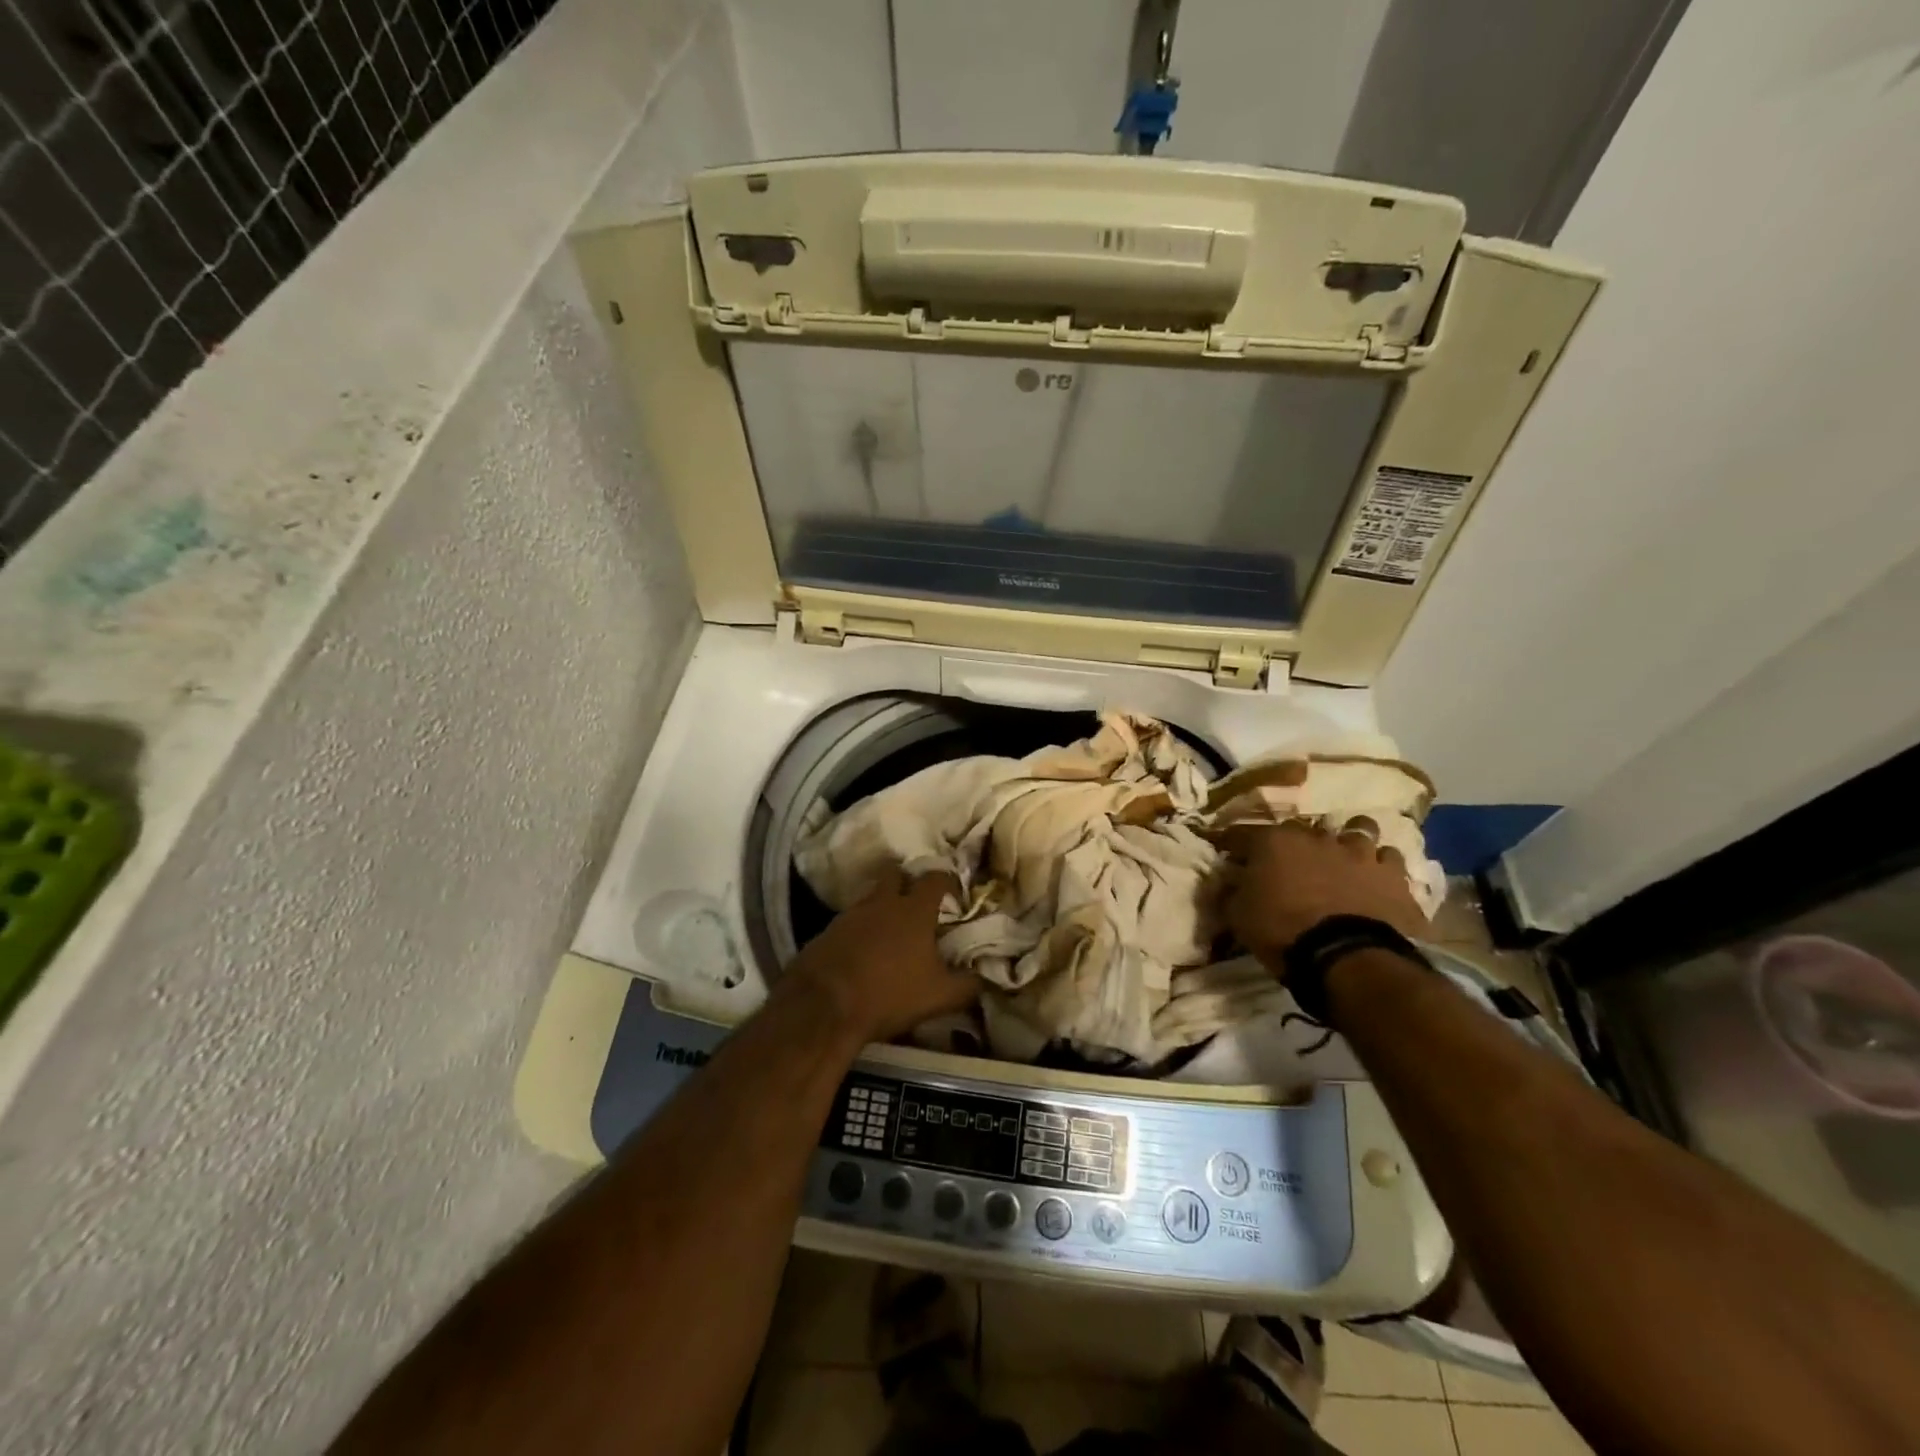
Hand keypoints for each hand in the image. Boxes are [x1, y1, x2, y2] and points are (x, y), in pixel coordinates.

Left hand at [783, 869, 977, 1045]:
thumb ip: (967, 985)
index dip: (947, 881)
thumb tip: (984, 978)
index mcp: (914, 910)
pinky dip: (860, 929)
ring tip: (891, 930)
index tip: (954, 893)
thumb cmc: (889, 994)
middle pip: (896, 874)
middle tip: (917, 901)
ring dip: (882, 907)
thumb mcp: (939, 996)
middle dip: (907, 882)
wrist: (824, 1006)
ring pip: (871, 897)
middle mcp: (882, 902)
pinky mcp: (827, 931)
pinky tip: (864, 951)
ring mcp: (850, 914)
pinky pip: (850, 920)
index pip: (935, 878)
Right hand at [1220, 820, 1425, 972]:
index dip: (1234, 845)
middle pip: (1303, 829)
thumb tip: (1225, 882)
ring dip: (1348, 844)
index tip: (1228, 855)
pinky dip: (1380, 866)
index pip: (1243, 834)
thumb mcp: (1238, 916)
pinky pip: (1388, 859)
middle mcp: (1317, 837)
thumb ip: (1231, 891)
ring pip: (1358, 831)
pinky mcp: (1394, 876)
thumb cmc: (1282, 931)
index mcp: (1274, 841)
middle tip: (1292, 863)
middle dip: (1296, 843)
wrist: (1347, 958)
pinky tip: (1375, 879)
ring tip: (1344, 860)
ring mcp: (1359, 853)